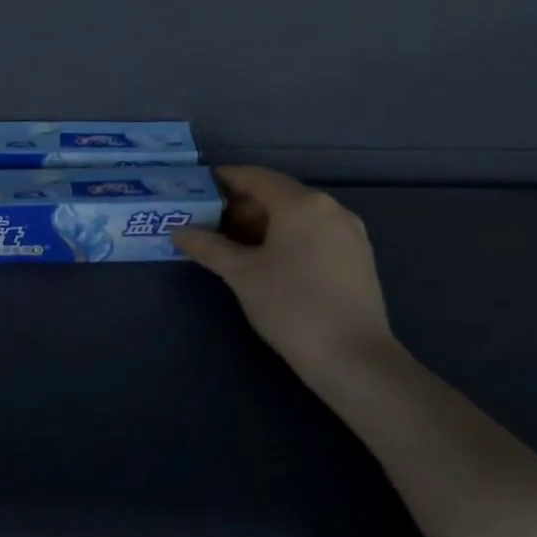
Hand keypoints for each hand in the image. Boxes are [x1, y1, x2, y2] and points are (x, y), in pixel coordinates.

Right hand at [175, 167, 398, 380]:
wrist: (354, 359)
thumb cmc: (292, 306)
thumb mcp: (241, 274)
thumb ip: (208, 246)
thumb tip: (178, 232)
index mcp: (301, 203)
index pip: (254, 177)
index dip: (224, 180)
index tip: (198, 189)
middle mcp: (329, 208)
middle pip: (277, 193)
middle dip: (242, 205)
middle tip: (210, 223)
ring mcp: (349, 232)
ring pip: (297, 214)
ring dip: (264, 222)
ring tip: (234, 245)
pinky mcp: (358, 256)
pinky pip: (314, 232)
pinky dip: (288, 236)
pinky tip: (269, 260)